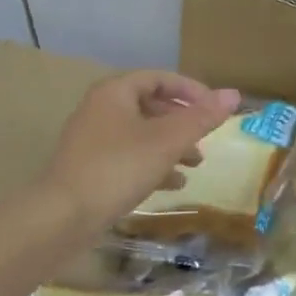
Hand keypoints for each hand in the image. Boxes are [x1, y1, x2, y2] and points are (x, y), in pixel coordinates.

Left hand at [41, 71, 239, 231]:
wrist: (61, 217)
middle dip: (183, 122)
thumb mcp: (167, 141)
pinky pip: (129, 158)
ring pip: (142, 134)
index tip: (214, 109)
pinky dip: (153, 165)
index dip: (191, 90)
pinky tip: (174, 185)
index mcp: (115, 92)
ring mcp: (93, 140)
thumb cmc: (118, 168)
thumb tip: (234, 94)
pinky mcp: (90, 168)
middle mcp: (101, 109)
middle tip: (206, 138)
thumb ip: (201, 118)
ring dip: (171, 146)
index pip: (160, 78)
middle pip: (151, 105)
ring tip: (197, 164)